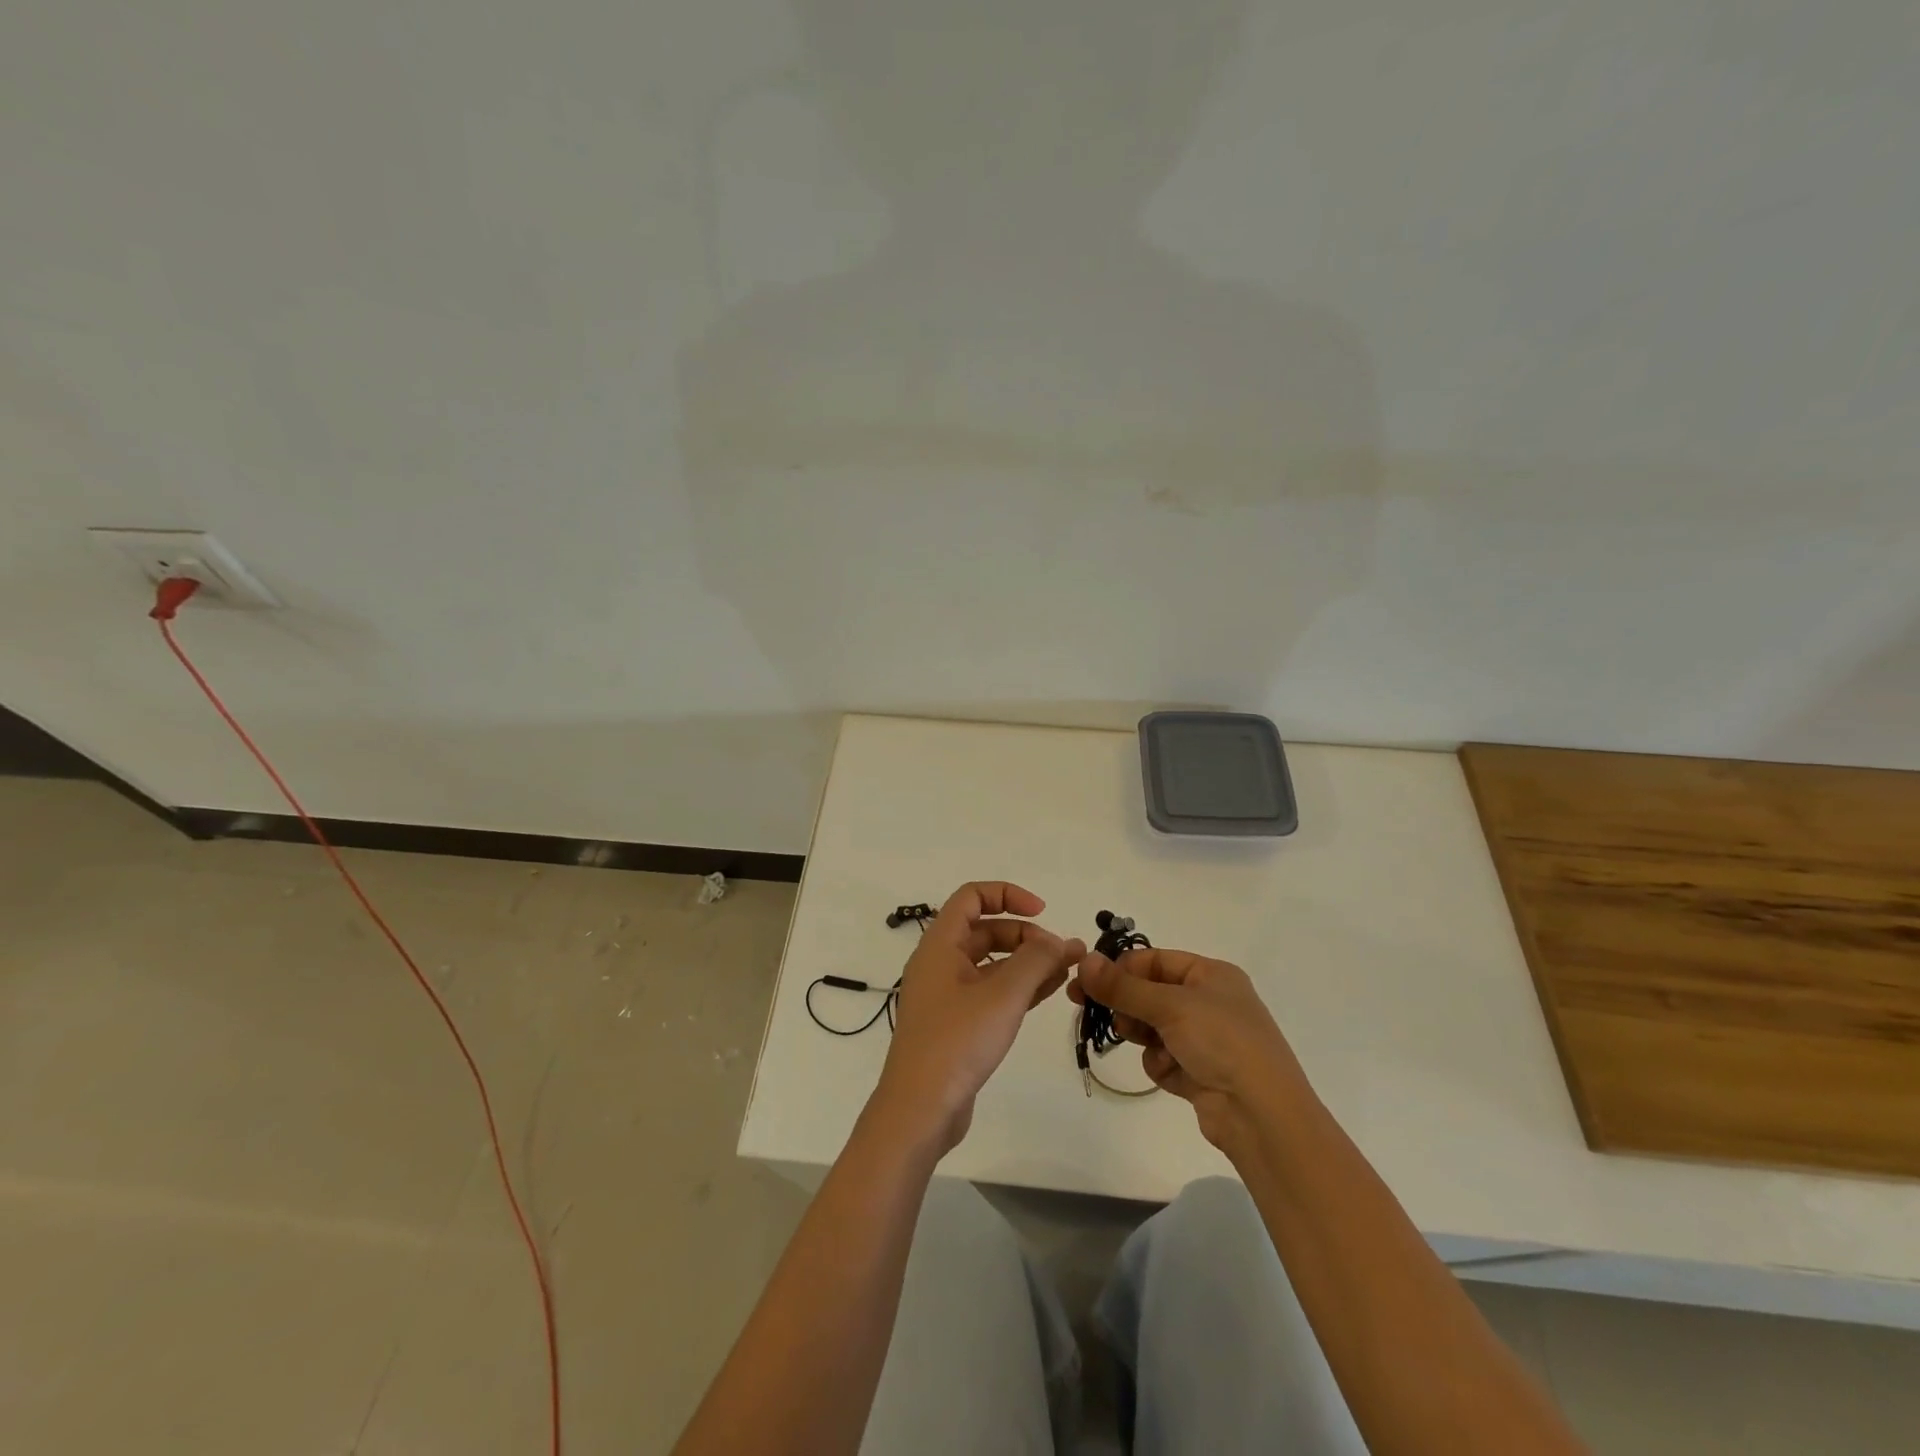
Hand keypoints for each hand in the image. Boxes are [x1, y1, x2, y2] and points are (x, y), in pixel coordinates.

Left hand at [869, 882, 1085, 1154]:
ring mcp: (947, 995)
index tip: (1043, 912)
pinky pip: (991, 992)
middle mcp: (940, 963)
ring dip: (1027, 963)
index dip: (1008, 895)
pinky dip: (1018, 988)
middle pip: (985, 931)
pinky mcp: (956, 1025)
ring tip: (1065, 972)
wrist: (919, 1110)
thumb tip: (1062, 940)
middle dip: (1025, 936)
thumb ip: (1036, 961)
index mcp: (940, 944)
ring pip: (991, 964)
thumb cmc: (956, 1042)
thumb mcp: (1003, 995)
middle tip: (1061, 955)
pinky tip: (1048, 992)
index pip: (972, 897)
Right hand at [1071, 948, 1315, 1159]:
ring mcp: (1207, 1039)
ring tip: (1148, 1045)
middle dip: (1128, 1005)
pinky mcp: (1200, 1073)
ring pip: (1153, 1027)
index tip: (1087, 983)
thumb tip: (1084, 960)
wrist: (1262, 1116)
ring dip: (1144, 1036)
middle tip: (1098, 1013)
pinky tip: (1173, 1074)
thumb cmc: (1222, 1042)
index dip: (1121, 969)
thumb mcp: (1169, 1006)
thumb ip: (1122, 986)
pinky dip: (1161, 1064)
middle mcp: (1210, 1002)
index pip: (1154, 961)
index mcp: (1211, 975)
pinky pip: (1163, 1058)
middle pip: (1151, 994)